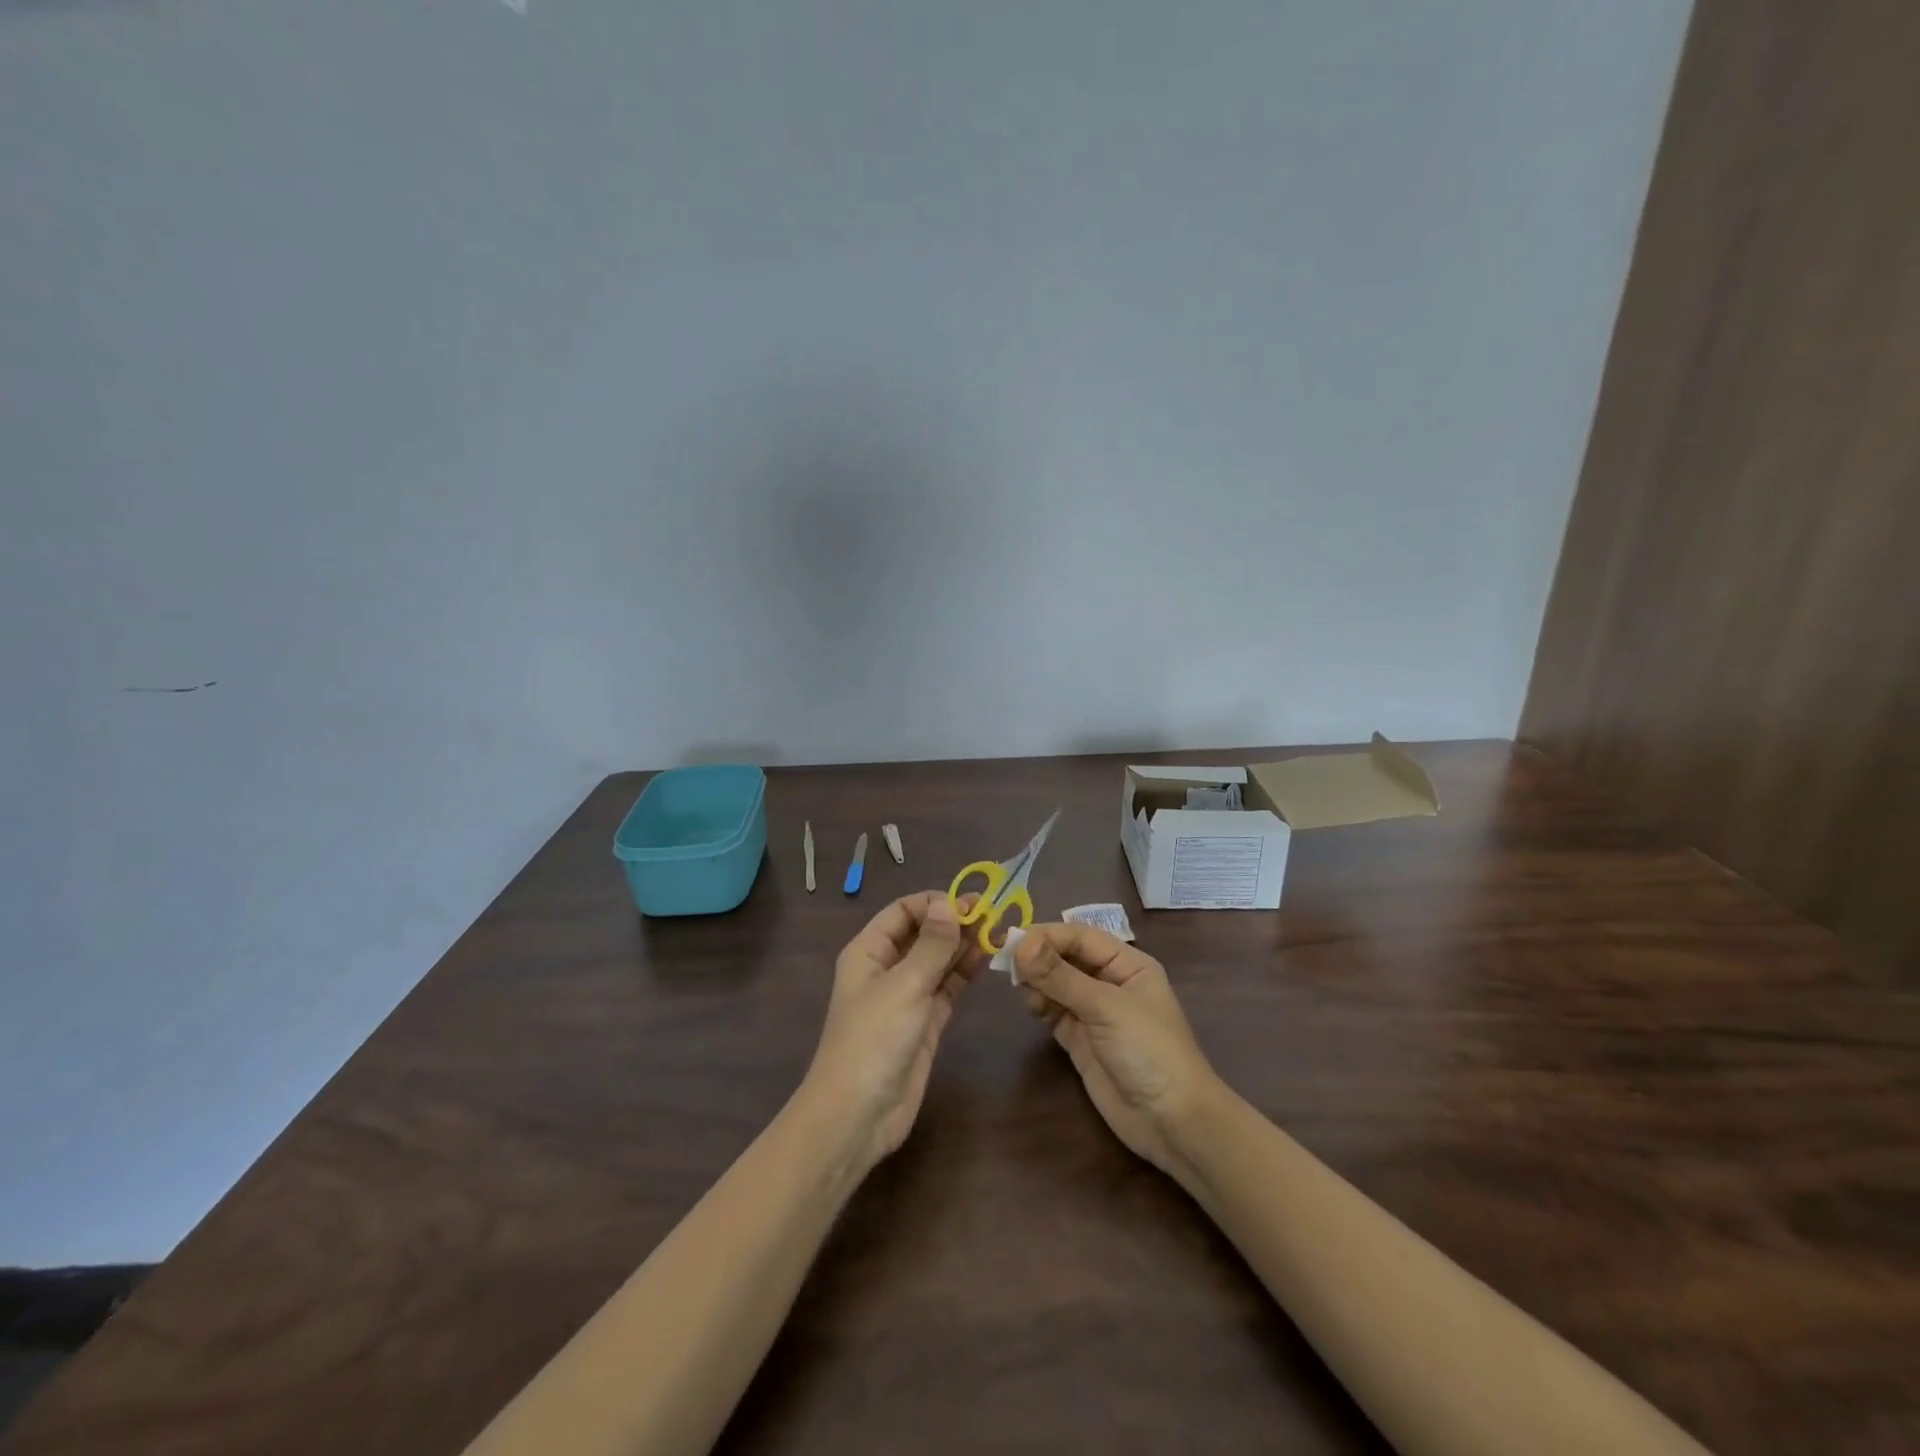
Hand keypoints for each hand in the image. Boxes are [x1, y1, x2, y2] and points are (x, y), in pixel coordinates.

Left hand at [800, 891, 985, 1176]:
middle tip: (992, 913)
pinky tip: (986, 958)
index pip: (902, 911)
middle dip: (953, 922)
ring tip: (997, 930)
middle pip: (922, 934)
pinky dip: (964, 973)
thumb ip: (931, 945)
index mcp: (869, 951)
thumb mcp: (904, 986)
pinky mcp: (925, 1022)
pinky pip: (946, 988)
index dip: (933, 903)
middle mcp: (887, 968)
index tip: (970, 902)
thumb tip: (948, 903)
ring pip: (937, 960)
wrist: (857, 1115)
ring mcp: (907, 996)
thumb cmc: (873, 1040)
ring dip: (963, 945)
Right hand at [1014, 924, 1221, 1179]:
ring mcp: (1094, 1012)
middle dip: (1038, 958)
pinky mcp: (1080, 1040)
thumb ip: (1061, 976)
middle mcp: (1110, 981)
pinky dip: (1040, 1004)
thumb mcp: (1106, 1007)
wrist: (1173, 1122)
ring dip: (1037, 981)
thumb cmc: (1149, 1051)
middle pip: (1066, 957)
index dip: (1047, 936)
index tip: (1012, 942)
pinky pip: (1054, 1011)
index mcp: (1127, 963)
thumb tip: (1020, 944)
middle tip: (1008, 965)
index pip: (1080, 936)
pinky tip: (1032, 1008)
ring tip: (1023, 990)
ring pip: (1056, 983)